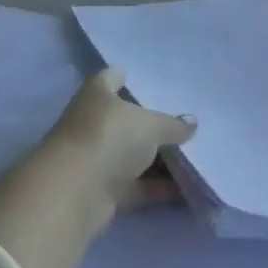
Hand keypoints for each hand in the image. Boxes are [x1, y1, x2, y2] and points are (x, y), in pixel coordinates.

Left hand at [0, 71, 195, 267]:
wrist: (76, 190)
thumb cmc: (109, 137)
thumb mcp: (149, 125)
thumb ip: (172, 124)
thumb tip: (192, 122)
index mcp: (97, 93)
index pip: (112, 77)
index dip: (128, 77)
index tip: (151, 81)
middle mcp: (92, 121)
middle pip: (124, 119)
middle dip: (149, 124)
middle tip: (182, 125)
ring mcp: (95, 156)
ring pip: (131, 154)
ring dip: (155, 160)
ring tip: (192, 158)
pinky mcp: (102, 190)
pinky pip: (134, 185)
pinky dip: (155, 187)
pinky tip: (183, 190)